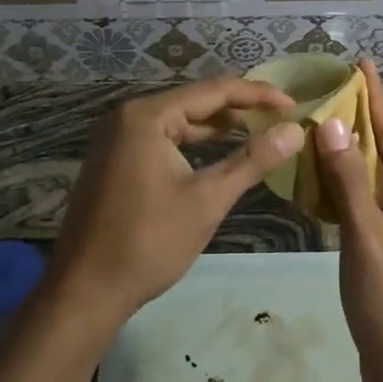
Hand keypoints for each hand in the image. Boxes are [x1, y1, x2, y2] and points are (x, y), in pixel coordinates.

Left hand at [47, 77, 301, 328]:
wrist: (86, 290)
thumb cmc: (149, 242)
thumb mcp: (208, 200)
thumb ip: (253, 160)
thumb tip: (296, 131)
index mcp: (147, 116)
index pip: (213, 91)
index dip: (257, 95)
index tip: (294, 104)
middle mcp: (127, 116)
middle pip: (194, 101)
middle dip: (238, 108)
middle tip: (280, 116)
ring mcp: (116, 137)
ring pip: (178, 121)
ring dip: (216, 126)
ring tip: (258, 129)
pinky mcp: (114, 159)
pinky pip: (161, 138)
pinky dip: (192, 143)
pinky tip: (218, 151)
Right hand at [315, 61, 382, 381]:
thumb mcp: (368, 242)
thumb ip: (348, 182)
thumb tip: (332, 126)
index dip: (375, 100)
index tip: (360, 63)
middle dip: (356, 129)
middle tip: (325, 94)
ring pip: (378, 186)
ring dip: (348, 163)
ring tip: (317, 129)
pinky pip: (374, 211)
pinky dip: (349, 196)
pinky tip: (323, 181)